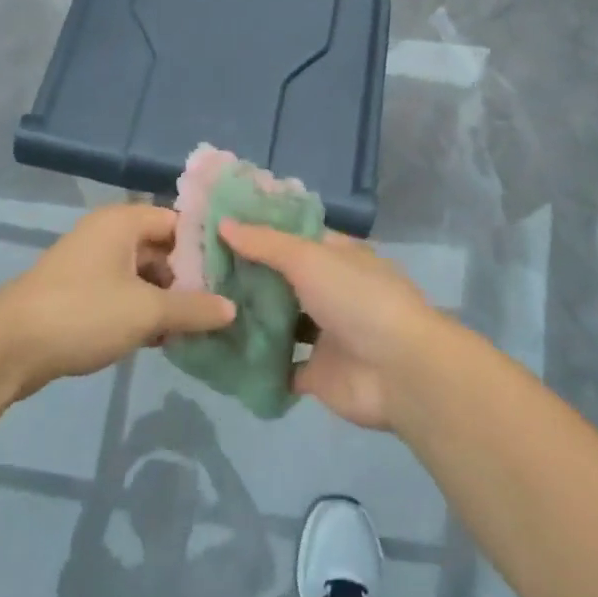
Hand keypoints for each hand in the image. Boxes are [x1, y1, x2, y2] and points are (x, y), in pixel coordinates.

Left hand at [0, 204, 234, 396]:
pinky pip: (124, 292)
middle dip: (189, 279)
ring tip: (195, 329)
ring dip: (167, 300)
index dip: (207, 248)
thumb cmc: (84, 313)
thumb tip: (231, 309)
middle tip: (219, 308)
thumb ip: (193, 309)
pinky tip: (162, 339)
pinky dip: (143, 310)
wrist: (8, 346)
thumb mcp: (147, 312)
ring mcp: (92, 262)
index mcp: (124, 221)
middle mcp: (109, 233)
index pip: (179, 222)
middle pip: (163, 249)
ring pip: (144, 274)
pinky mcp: (80, 291)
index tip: (234, 274)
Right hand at [218, 223, 442, 430]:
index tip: (216, 228)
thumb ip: (266, 243)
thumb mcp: (310, 258)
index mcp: (336, 255)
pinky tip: (218, 352)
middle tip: (197, 270)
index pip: (293, 235)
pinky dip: (255, 362)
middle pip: (282, 279)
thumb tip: (224, 223)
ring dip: (249, 318)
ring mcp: (324, 333)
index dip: (259, 231)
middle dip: (246, 275)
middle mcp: (330, 290)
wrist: (399, 371)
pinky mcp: (316, 373)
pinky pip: (279, 366)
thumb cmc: (357, 299)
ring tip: (201, 308)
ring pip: (279, 322)